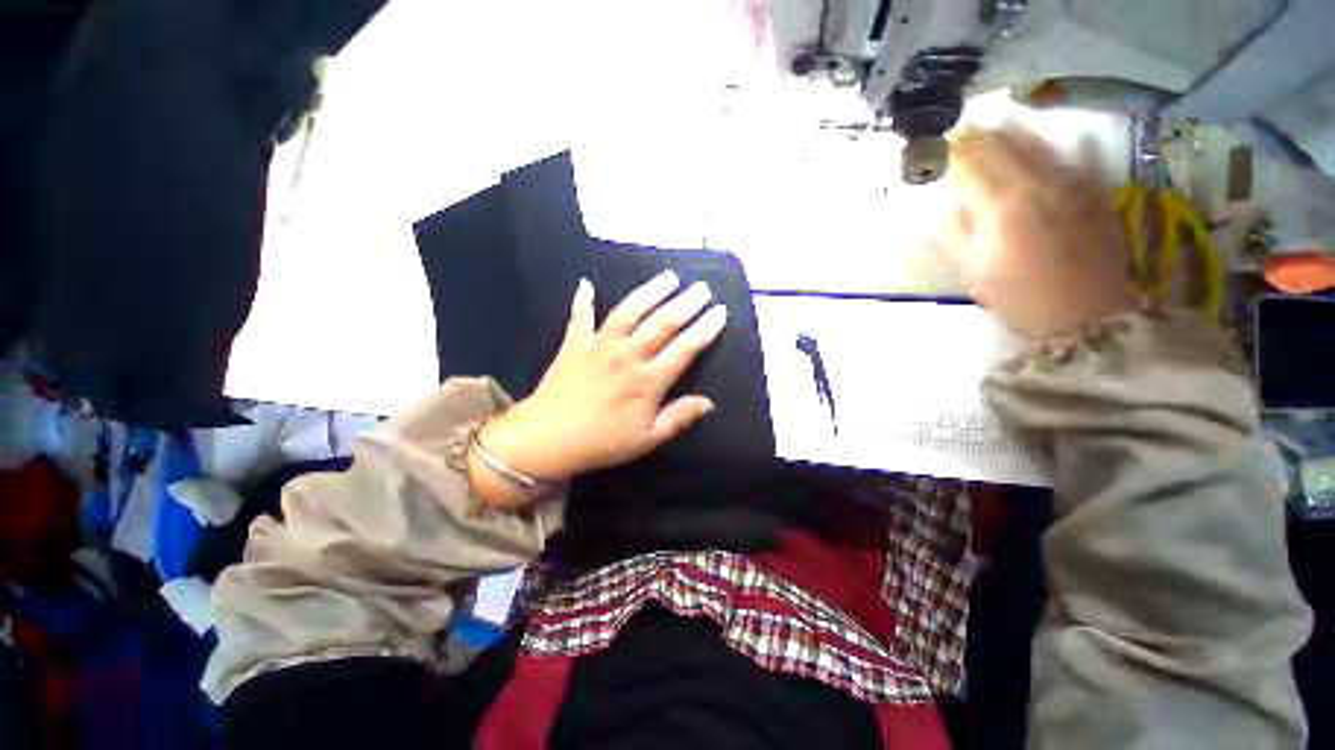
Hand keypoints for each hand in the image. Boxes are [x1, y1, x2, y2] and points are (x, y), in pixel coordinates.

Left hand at [470, 271, 726, 507]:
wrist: (547, 440)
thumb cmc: (602, 442)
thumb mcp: (647, 439)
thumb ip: (678, 418)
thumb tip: (709, 403)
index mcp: (648, 381)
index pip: (684, 348)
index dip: (705, 329)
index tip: (720, 312)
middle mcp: (627, 355)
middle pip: (662, 323)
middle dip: (686, 303)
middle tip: (703, 288)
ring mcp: (599, 345)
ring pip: (629, 311)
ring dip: (651, 291)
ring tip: (669, 277)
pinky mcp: (574, 343)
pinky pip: (579, 315)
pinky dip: (583, 299)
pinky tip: (586, 283)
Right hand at [939, 126, 1137, 337]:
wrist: (1085, 314)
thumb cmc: (1019, 297)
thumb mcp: (973, 271)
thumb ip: (955, 232)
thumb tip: (943, 203)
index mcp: (1002, 206)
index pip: (973, 162)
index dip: (955, 149)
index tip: (941, 144)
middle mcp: (1039, 182)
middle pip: (1005, 144)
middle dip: (982, 134)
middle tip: (966, 128)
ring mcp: (1072, 182)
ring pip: (1040, 142)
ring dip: (1015, 130)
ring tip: (1000, 121)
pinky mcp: (1094, 190)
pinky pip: (1073, 154)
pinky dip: (1055, 143)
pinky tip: (1048, 140)